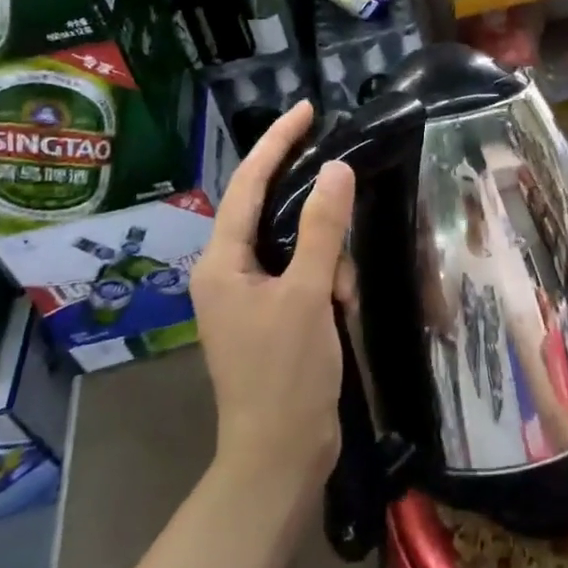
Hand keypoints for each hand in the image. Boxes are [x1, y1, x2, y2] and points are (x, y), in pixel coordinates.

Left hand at [191, 102, 352, 501]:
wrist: (280, 458)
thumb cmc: (286, 374)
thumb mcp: (309, 294)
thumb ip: (323, 230)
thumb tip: (335, 169)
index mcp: (221, 261)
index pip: (247, 184)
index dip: (277, 142)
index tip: (306, 109)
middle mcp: (227, 271)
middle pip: (270, 211)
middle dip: (313, 211)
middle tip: (345, 190)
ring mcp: (248, 295)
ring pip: (294, 245)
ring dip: (326, 258)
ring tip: (342, 294)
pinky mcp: (271, 314)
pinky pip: (302, 273)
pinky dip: (325, 280)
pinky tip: (341, 306)